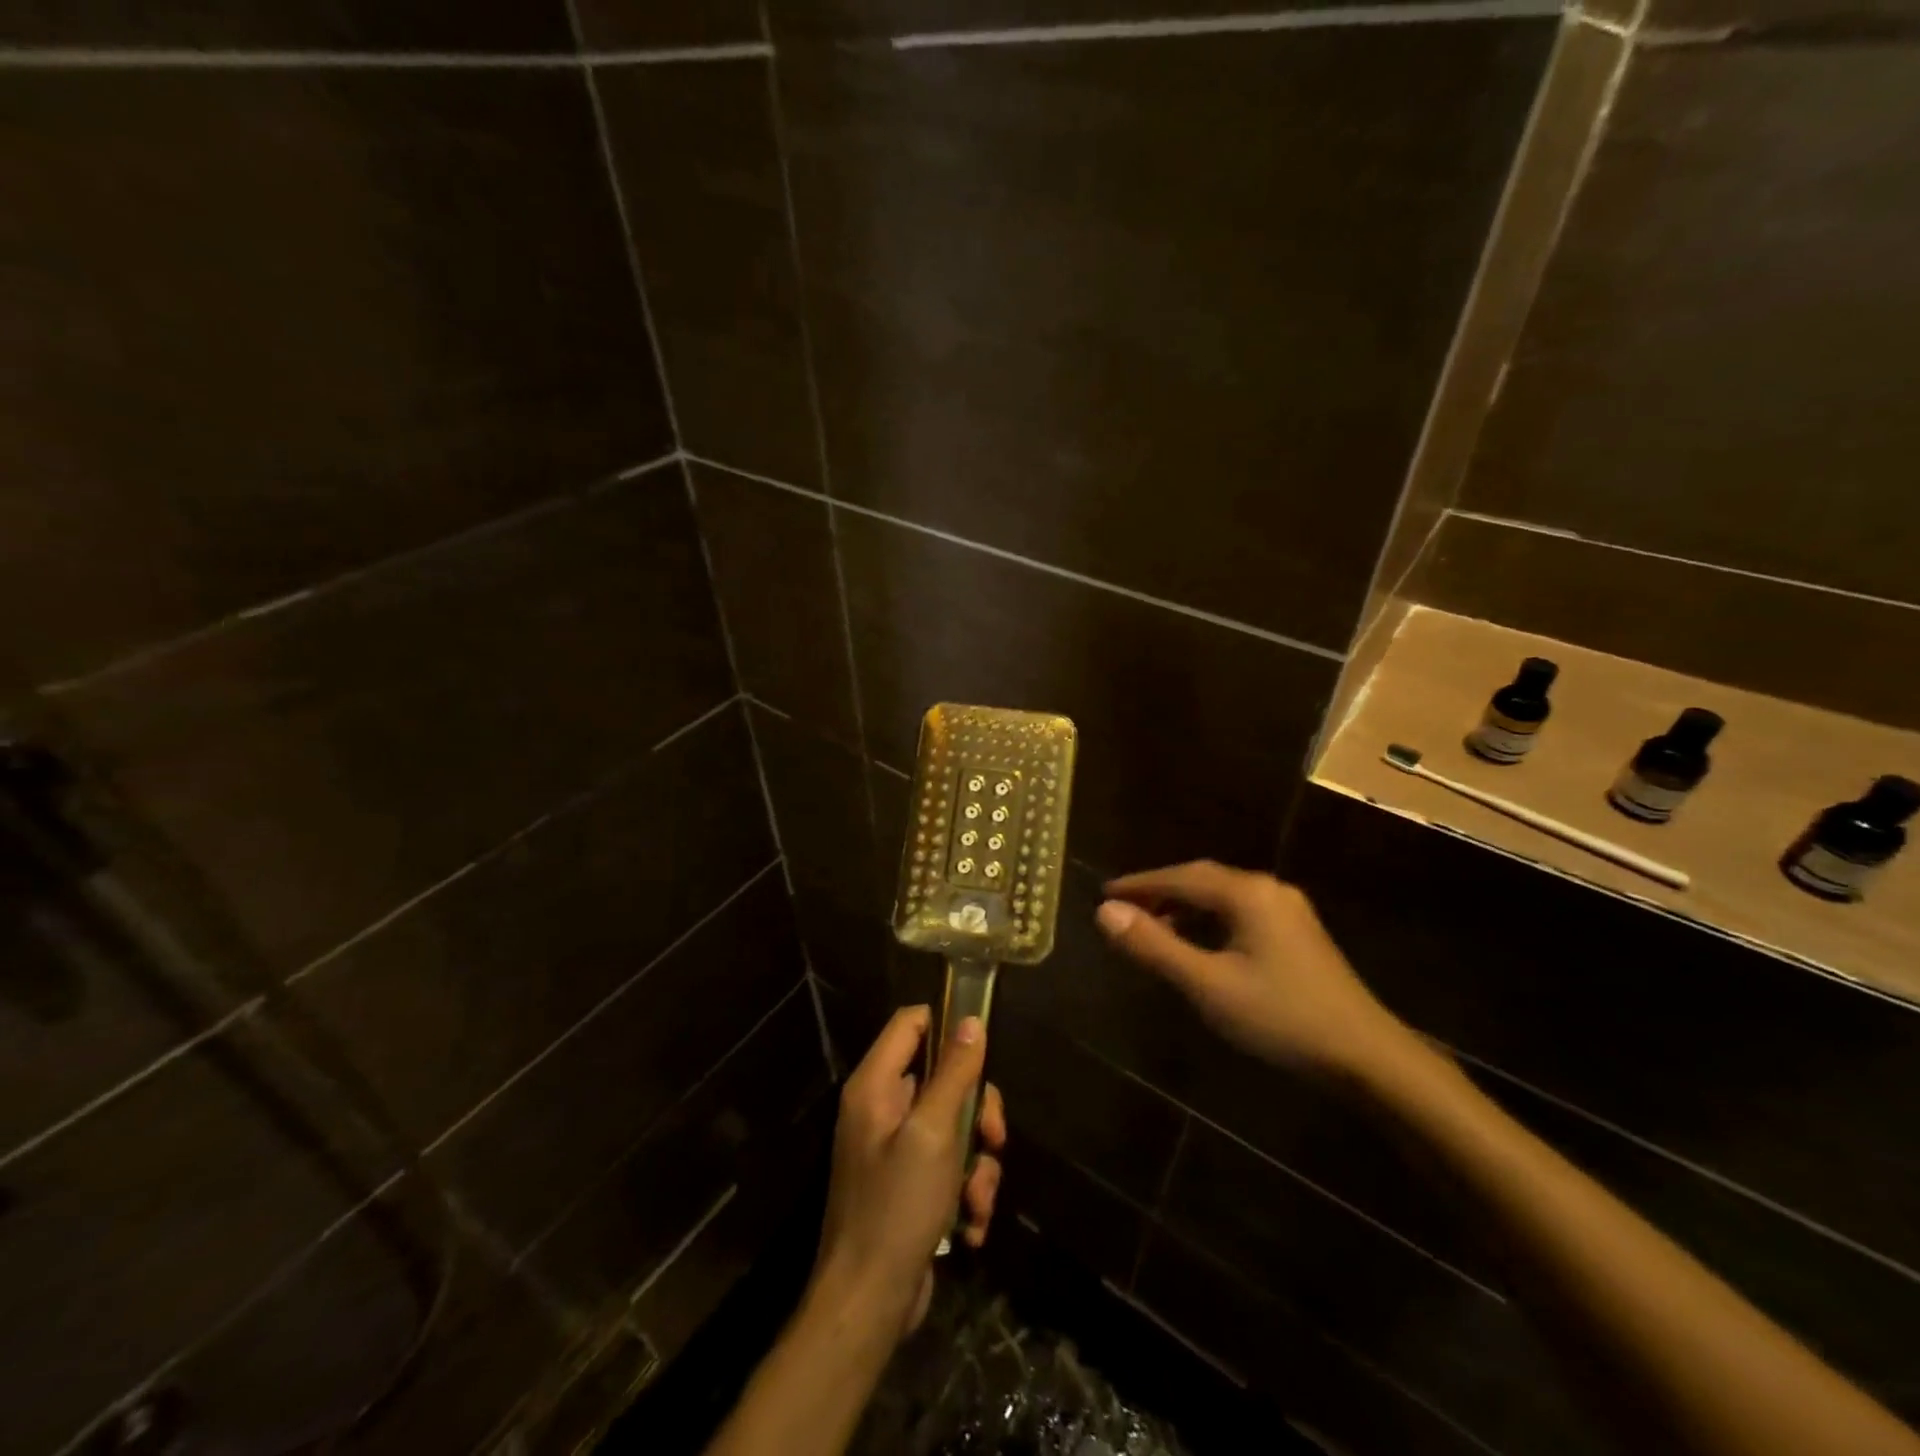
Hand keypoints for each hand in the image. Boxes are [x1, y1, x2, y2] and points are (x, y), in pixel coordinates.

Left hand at [810, 1006, 1006, 1338]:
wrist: (868, 1304)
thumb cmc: (896, 1207)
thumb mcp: (934, 1134)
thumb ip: (954, 1074)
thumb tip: (971, 1021)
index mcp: (876, 1085)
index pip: (912, 1022)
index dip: (948, 1026)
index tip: (984, 1050)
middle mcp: (882, 1108)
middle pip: (943, 1077)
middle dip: (976, 1111)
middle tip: (993, 1138)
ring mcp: (895, 1149)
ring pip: (954, 1126)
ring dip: (977, 1163)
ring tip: (977, 1200)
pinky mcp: (909, 1186)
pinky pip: (949, 1166)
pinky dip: (966, 1191)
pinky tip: (970, 1225)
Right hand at [1097, 861, 1409, 1080]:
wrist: (1367, 1056)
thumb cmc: (1281, 1018)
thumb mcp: (1208, 984)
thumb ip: (1155, 946)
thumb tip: (1105, 913)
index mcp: (1246, 893)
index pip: (1179, 877)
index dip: (1139, 884)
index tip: (1105, 894)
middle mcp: (1268, 889)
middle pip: (1201, 879)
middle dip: (1160, 891)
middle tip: (1124, 909)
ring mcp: (1288, 910)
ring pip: (1222, 896)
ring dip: (1184, 905)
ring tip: (1152, 926)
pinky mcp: (1298, 933)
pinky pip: (1240, 912)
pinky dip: (1209, 919)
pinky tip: (1199, 942)